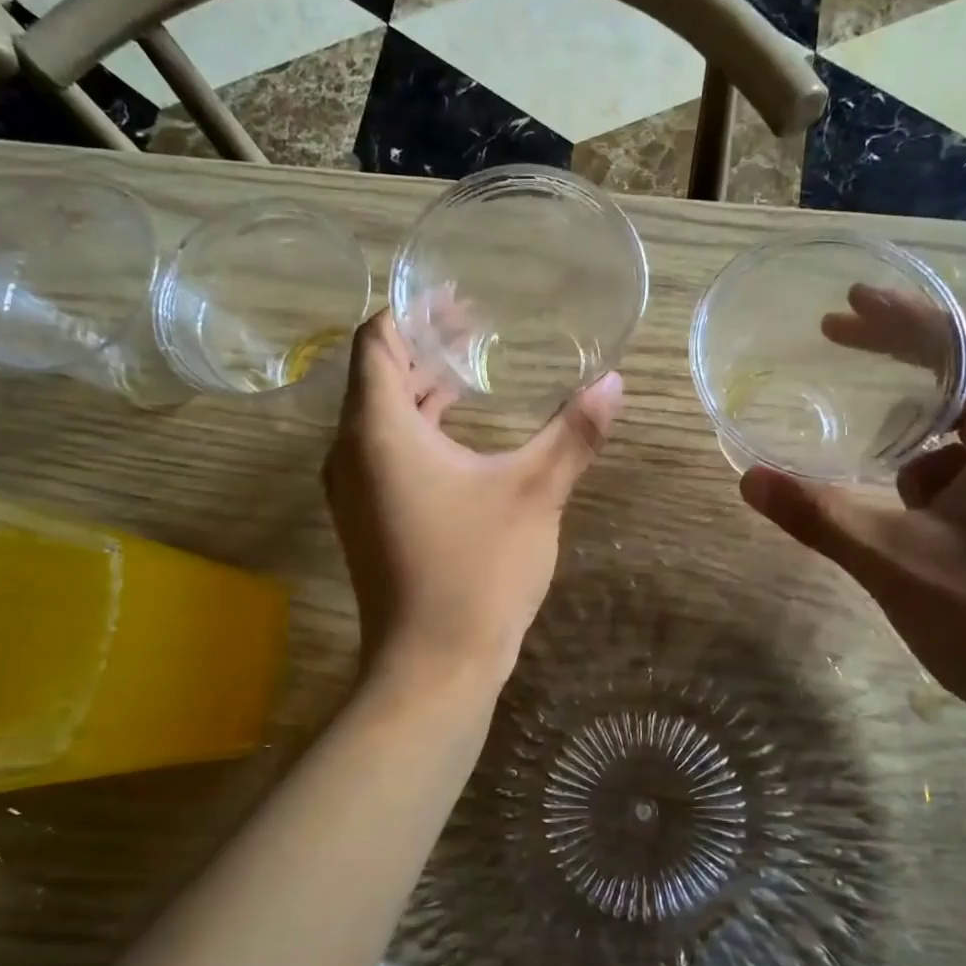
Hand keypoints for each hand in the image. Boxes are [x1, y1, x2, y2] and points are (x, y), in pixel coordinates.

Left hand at [323, 311, 622, 692]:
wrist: (433, 667)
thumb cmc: (478, 571)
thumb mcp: (535, 493)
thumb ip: (573, 433)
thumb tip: (615, 382)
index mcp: (378, 431)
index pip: (377, 341)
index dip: (413, 311)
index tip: (458, 297)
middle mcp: (351, 452)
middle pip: (378, 375)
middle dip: (424, 345)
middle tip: (477, 326)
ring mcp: (354, 489)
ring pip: (381, 416)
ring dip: (422, 388)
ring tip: (473, 369)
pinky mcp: (367, 518)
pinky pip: (384, 451)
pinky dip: (418, 427)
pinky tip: (461, 431)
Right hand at [740, 290, 965, 723]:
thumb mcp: (895, 563)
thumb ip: (819, 517)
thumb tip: (749, 478)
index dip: (909, 314)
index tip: (849, 302)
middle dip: (900, 351)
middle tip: (836, 335)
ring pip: (965, 427)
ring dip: (911, 424)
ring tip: (867, 456)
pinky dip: (925, 468)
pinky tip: (900, 509)